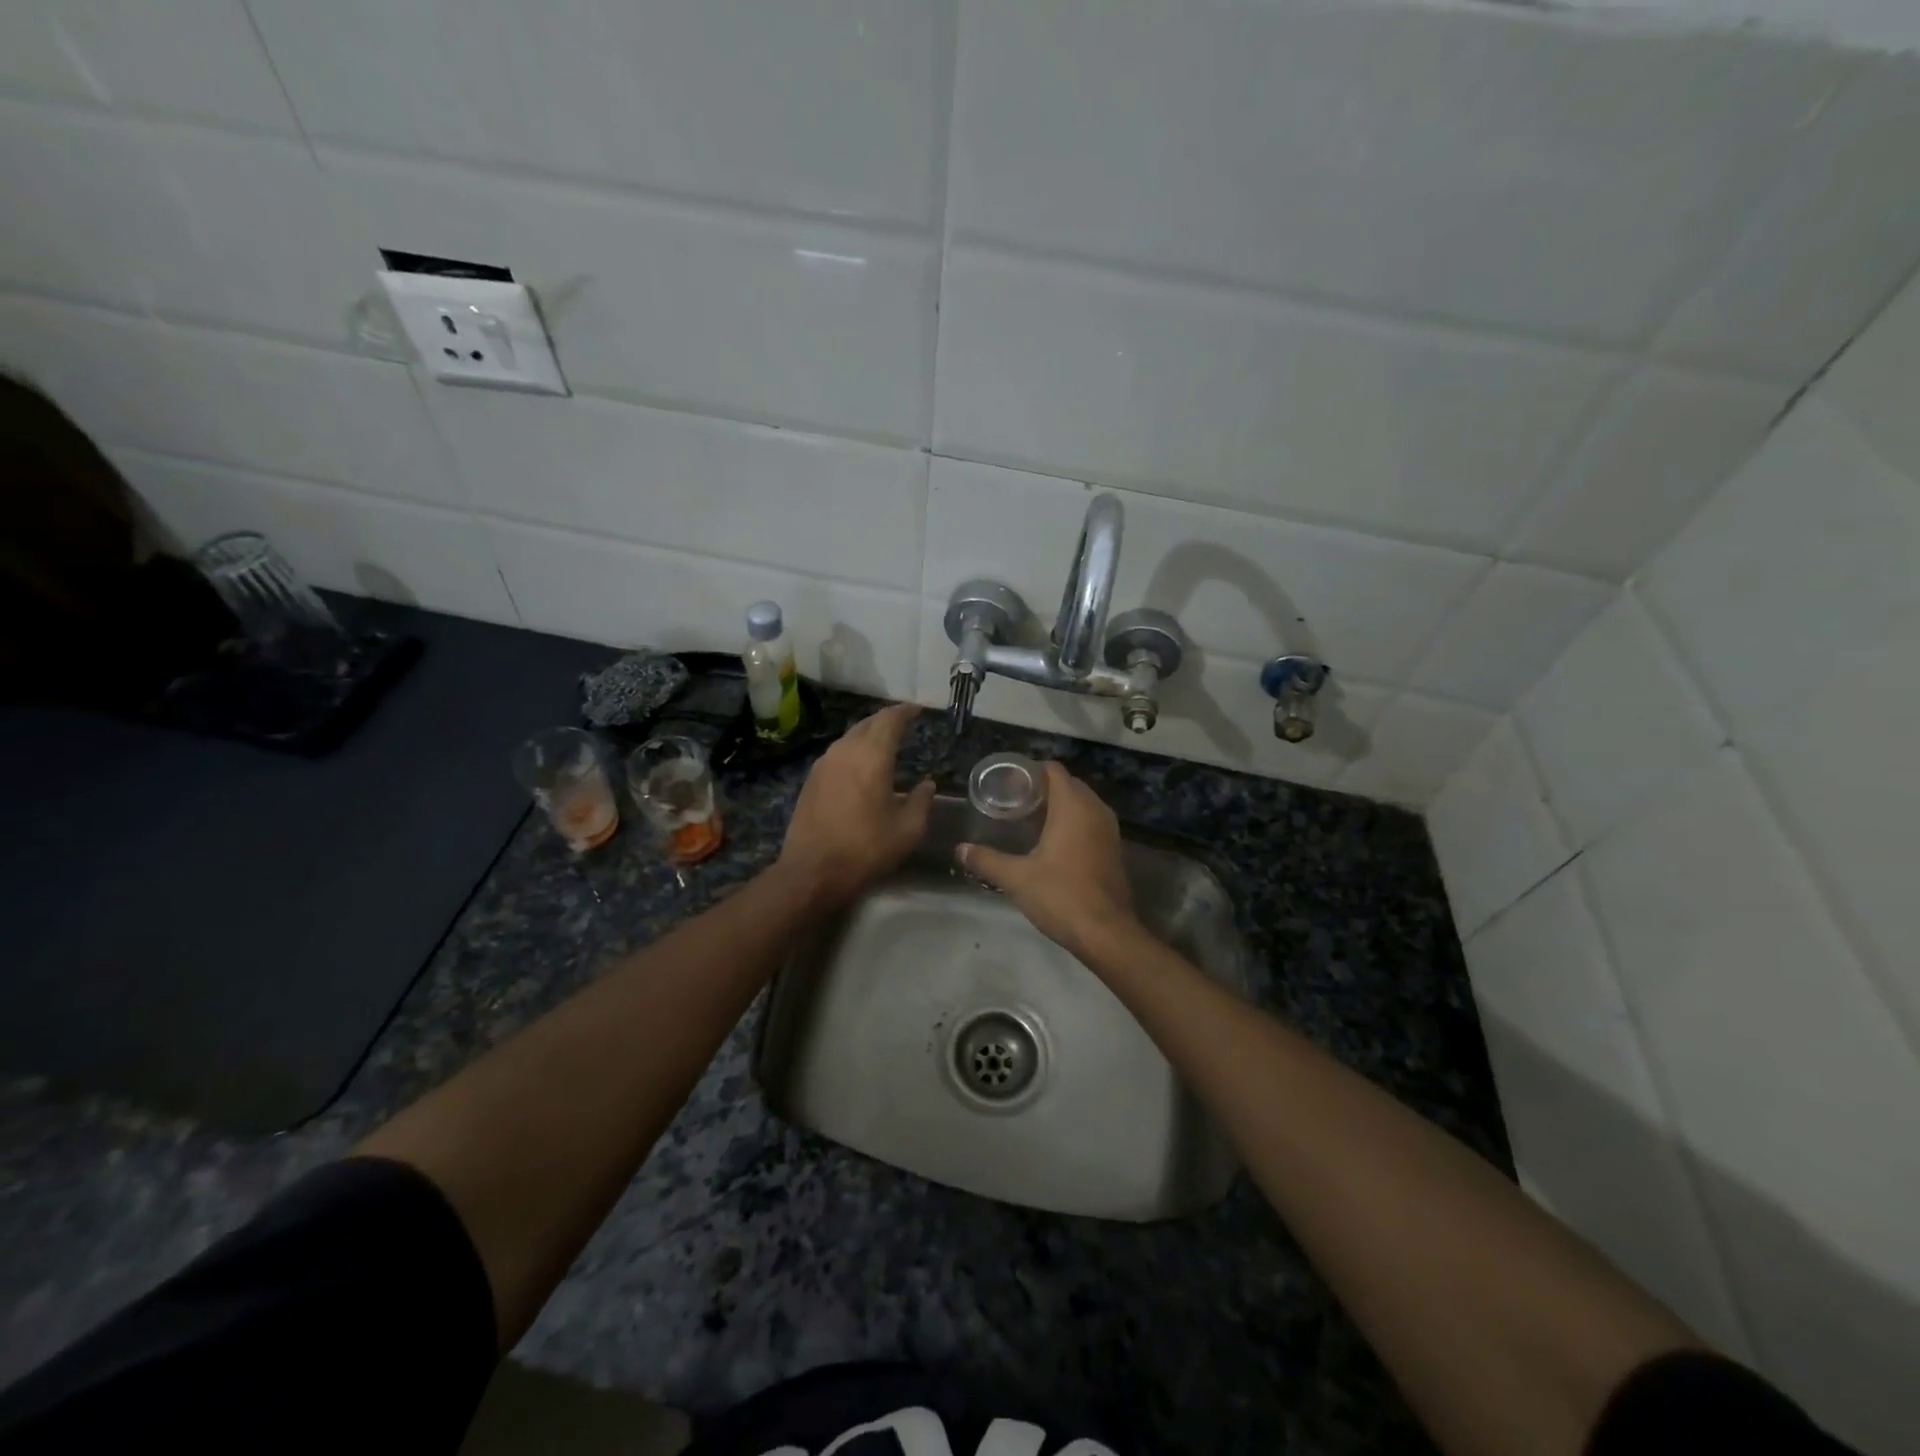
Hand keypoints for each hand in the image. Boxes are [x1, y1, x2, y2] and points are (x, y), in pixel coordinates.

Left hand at [778, 702, 934, 904]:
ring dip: (868, 736)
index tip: (918, 708)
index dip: (906, 711)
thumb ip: (922, 801)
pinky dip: (854, 752)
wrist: (812, 871)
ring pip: (849, 738)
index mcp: (872, 755)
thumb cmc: (866, 848)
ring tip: (884, 744)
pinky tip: (861, 767)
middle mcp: (845, 751)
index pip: (890, 719)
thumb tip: (927, 784)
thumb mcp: (908, 829)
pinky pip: (837, 755)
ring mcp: (823, 764)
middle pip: (867, 724)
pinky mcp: (811, 781)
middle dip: (886, 720)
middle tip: (903, 722)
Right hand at [956, 762, 1138, 959]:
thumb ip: (987, 860)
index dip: (1030, 772)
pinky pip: (1091, 822)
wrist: (1107, 933)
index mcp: (1073, 806)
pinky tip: (1052, 843)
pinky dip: (1073, 823)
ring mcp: (1109, 830)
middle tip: (1013, 803)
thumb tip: (960, 849)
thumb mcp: (1017, 878)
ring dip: (1059, 806)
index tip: (1008, 784)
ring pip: (1082, 804)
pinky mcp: (1114, 849)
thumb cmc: (1061, 896)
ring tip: (1029, 821)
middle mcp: (1095, 810)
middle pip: (1068, 784)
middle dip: (1042, 789)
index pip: (1053, 770)